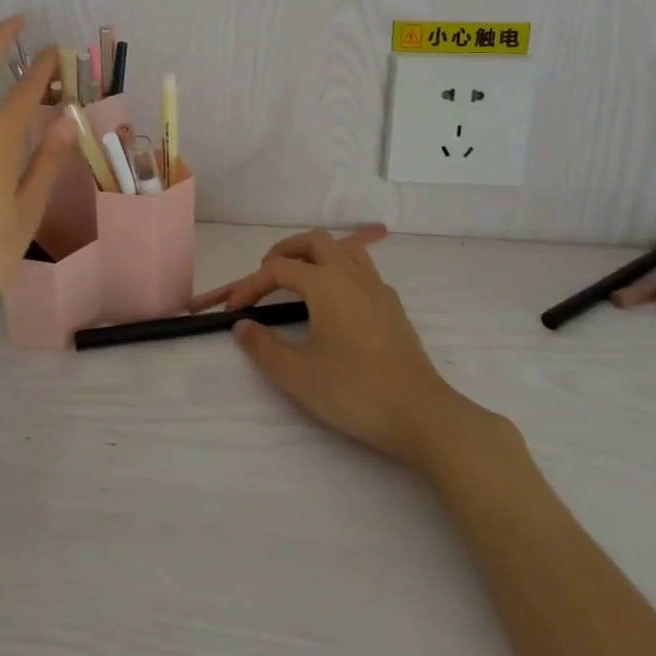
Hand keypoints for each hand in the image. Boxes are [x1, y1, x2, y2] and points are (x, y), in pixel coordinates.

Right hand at [190, 227, 499, 470]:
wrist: (421, 415)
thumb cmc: (355, 392)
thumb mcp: (298, 376)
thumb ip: (264, 347)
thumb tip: (242, 326)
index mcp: (326, 284)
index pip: (279, 269)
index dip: (251, 284)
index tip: (233, 308)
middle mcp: (352, 275)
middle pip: (315, 241)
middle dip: (286, 250)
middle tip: (266, 274)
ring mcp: (378, 288)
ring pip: (344, 249)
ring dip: (317, 254)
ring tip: (299, 278)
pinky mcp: (393, 307)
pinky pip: (362, 269)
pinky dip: (340, 270)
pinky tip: (335, 301)